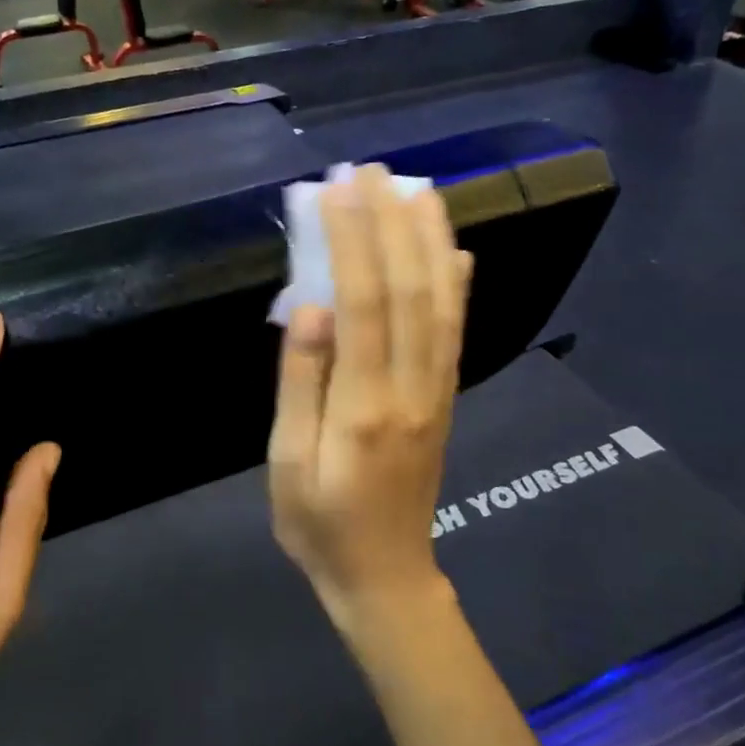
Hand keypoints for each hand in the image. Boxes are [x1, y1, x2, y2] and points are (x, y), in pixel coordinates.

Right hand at [268, 165, 471, 624]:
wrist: (386, 576)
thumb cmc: (319, 522)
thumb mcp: (288, 464)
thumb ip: (300, 384)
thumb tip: (311, 308)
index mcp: (363, 404)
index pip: (362, 302)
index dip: (352, 240)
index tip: (337, 189)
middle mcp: (410, 387)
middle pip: (407, 289)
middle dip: (390, 222)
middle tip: (372, 169)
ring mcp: (436, 390)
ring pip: (440, 302)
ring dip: (430, 240)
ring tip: (418, 188)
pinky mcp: (444, 397)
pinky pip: (455, 331)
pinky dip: (456, 284)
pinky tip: (454, 250)